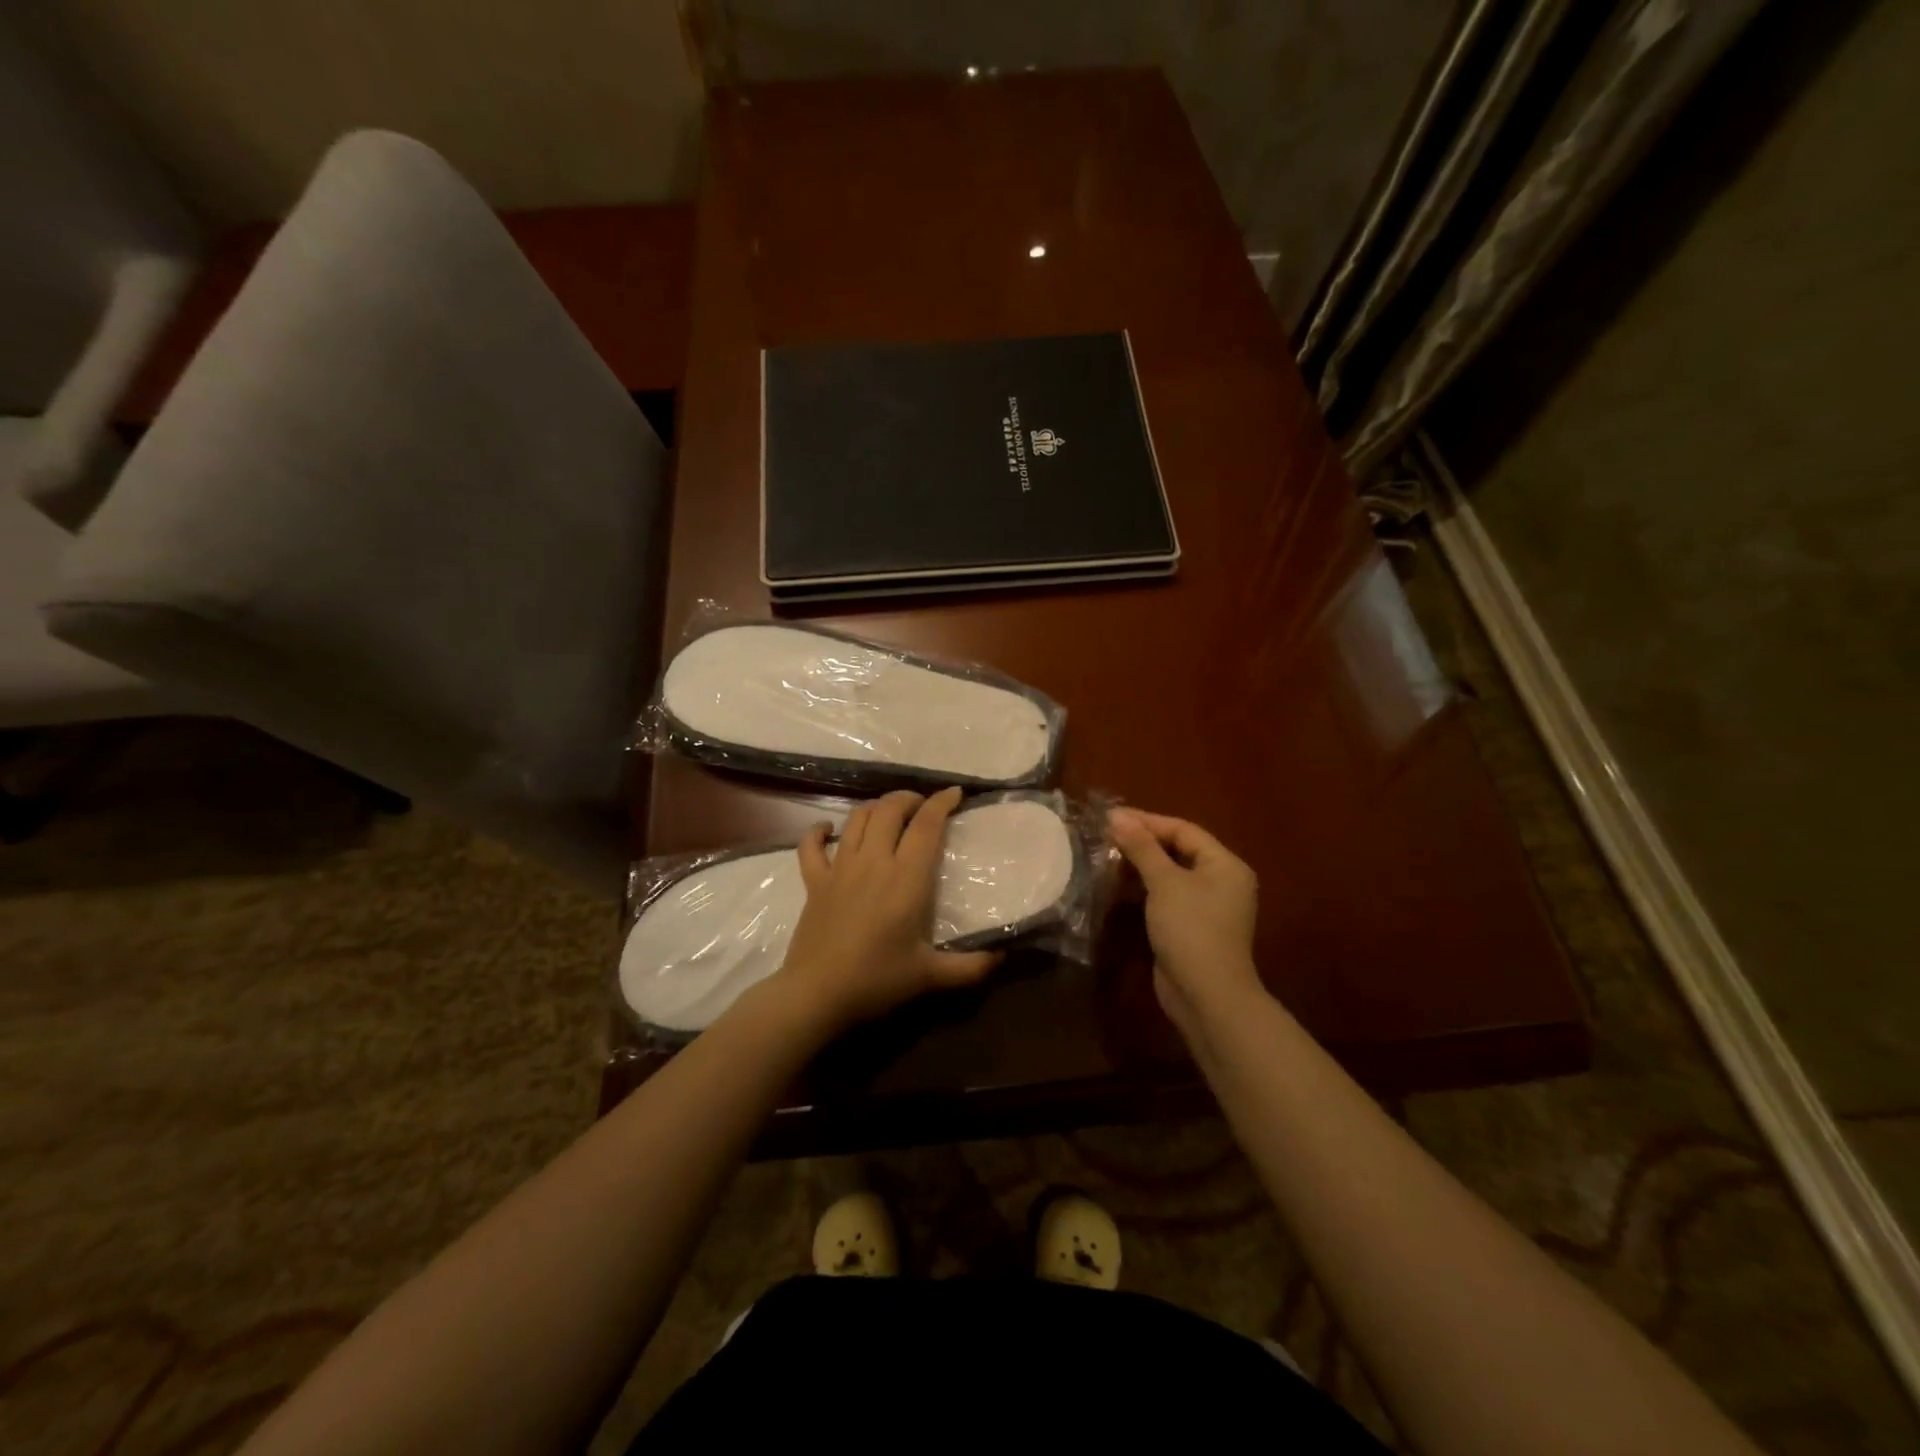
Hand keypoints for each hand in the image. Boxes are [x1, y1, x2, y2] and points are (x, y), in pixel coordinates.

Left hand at [776, 787, 1001, 1035]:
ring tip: (889, 814)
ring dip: (875, 808)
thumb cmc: (877, 980)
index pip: (926, 825)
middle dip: (909, 799)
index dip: (942, 803)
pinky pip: (811, 845)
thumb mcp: (930, 976)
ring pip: (856, 818)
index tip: (955, 794)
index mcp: (906, 878)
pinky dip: (819, 831)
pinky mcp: (814, 881)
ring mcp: (840, 868)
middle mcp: (873, 861)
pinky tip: (828, 831)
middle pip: (889, 809)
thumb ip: (970, 966)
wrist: (816, 994)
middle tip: (923, 807)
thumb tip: (1003, 956)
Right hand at [1108, 808, 1262, 1033]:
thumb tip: (1117, 816)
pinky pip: (1167, 897)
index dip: (1147, 821)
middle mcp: (1221, 881)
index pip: (1183, 830)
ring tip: (1107, 857)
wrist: (1206, 996)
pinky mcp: (1192, 928)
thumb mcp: (1165, 882)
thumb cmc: (1191, 929)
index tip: (1111, 817)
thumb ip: (1141, 847)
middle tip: (1106, 835)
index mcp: (1225, 864)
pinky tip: (1118, 886)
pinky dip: (1145, 889)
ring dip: (1141, 866)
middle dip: (1142, 842)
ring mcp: (1207, 907)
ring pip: (1170, 875)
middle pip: (1178, 850)